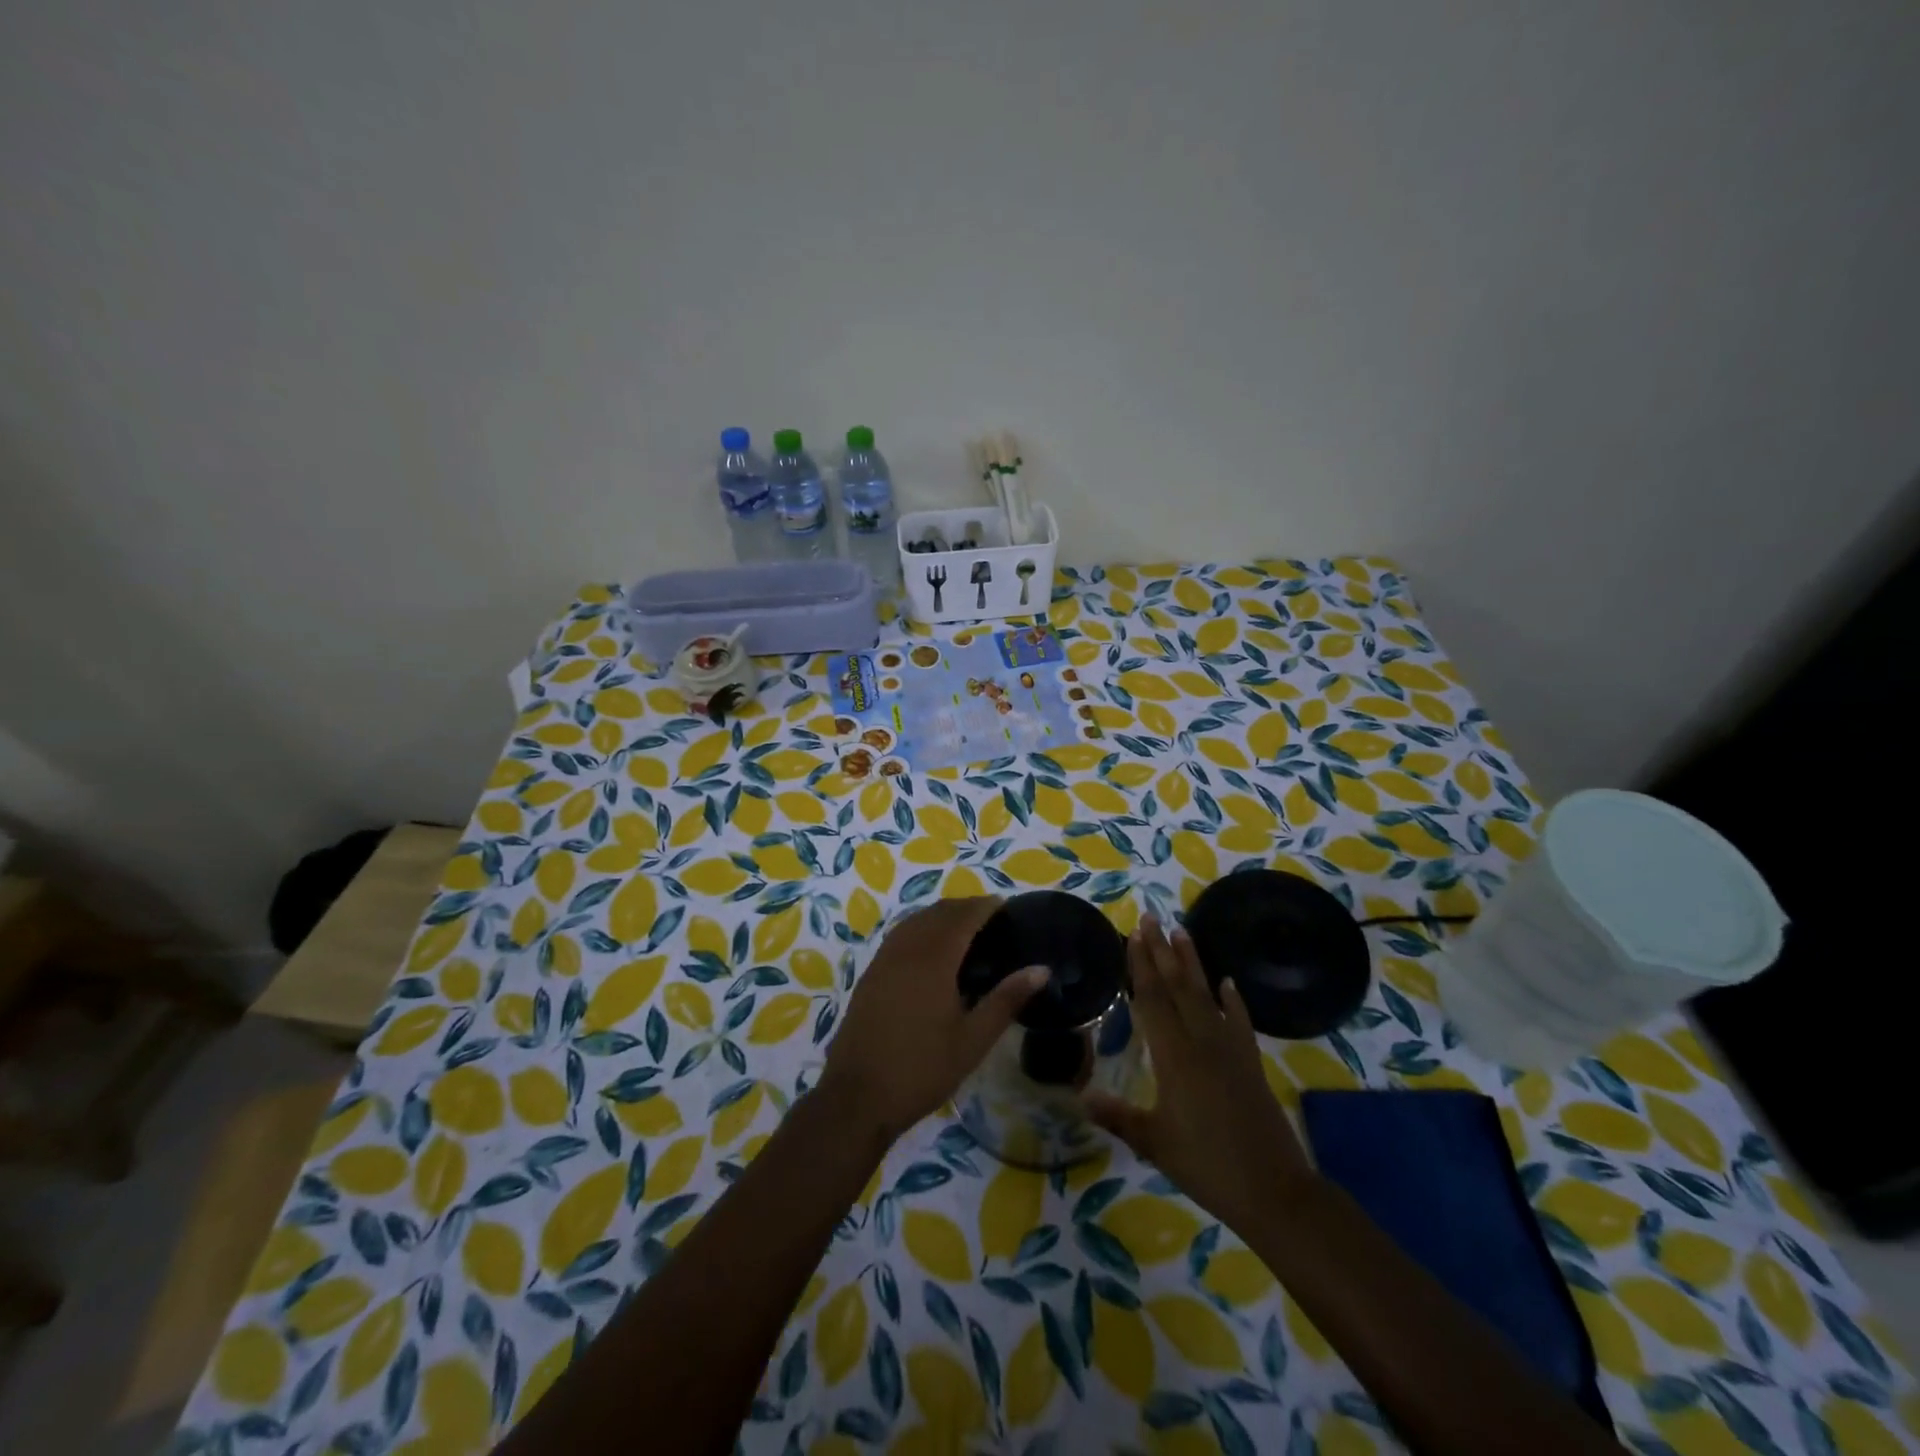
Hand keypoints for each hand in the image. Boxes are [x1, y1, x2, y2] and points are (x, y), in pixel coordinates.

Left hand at [819, 896, 1045, 1143]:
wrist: (857, 1096)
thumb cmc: (922, 1069)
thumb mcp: (973, 1040)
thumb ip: (1006, 1000)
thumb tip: (1041, 969)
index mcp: (934, 959)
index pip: (963, 917)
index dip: (984, 906)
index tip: (1005, 905)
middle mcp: (906, 949)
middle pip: (938, 912)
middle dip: (965, 907)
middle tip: (991, 917)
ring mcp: (884, 960)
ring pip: (915, 920)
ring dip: (941, 915)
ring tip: (965, 928)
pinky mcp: (871, 974)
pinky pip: (900, 935)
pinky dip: (920, 928)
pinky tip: (930, 949)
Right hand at [1087, 917, 1315, 1236]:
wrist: (1274, 1191)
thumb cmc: (1206, 1165)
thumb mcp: (1154, 1143)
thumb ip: (1117, 1115)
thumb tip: (1080, 1094)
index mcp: (1174, 1057)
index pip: (1152, 1000)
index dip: (1141, 966)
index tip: (1133, 935)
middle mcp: (1201, 1042)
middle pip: (1177, 987)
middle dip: (1162, 951)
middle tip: (1151, 918)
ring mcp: (1230, 1049)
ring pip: (1206, 995)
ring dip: (1192, 963)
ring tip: (1182, 931)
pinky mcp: (1250, 1062)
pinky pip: (1239, 1021)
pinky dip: (1233, 1000)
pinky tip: (1228, 982)